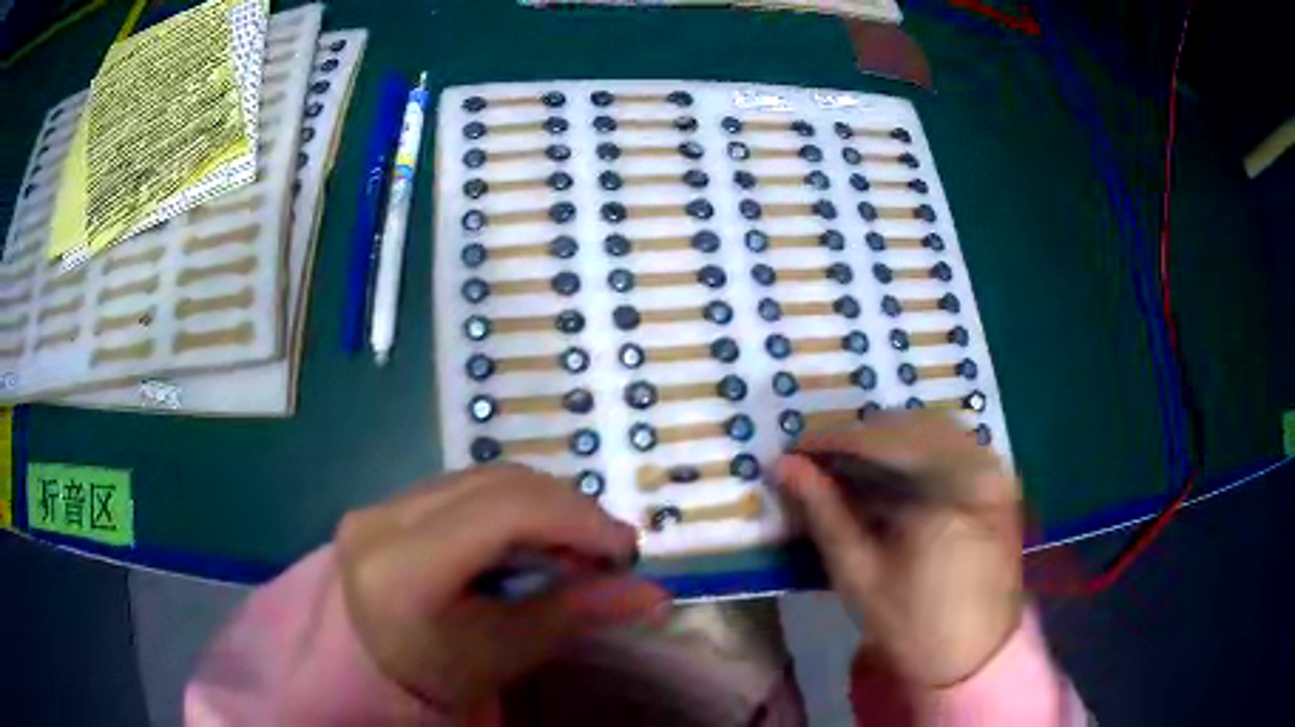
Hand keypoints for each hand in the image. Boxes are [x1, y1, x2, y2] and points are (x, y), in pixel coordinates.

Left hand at [335, 464, 669, 710]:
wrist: (373, 666)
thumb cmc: (441, 673)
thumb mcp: (507, 653)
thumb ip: (576, 616)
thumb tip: (655, 594)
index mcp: (402, 568)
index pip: (501, 512)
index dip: (574, 518)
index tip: (625, 548)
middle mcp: (383, 519)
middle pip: (497, 484)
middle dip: (568, 510)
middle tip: (607, 551)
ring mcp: (381, 503)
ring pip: (485, 477)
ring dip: (544, 504)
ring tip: (574, 547)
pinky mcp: (389, 500)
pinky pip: (467, 485)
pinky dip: (515, 504)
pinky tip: (532, 537)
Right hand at [776, 411, 1023, 686]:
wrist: (974, 654)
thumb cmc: (911, 625)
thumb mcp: (858, 574)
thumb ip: (823, 512)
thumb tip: (785, 465)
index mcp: (943, 493)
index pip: (878, 442)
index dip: (830, 440)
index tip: (793, 449)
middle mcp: (975, 466)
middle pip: (907, 426)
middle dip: (858, 437)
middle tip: (819, 461)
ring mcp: (994, 469)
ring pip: (932, 427)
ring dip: (888, 439)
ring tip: (852, 466)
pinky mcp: (1001, 480)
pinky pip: (955, 442)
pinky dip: (919, 447)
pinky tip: (897, 472)